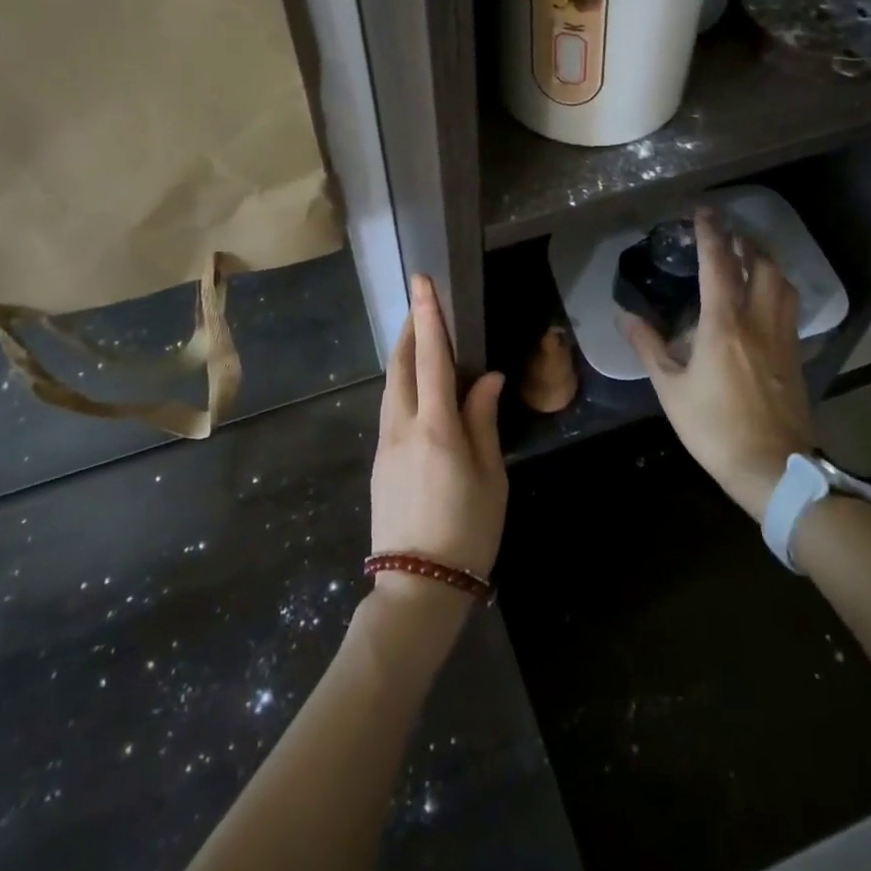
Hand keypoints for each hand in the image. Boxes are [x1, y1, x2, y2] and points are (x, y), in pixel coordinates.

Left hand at [370, 275, 507, 602]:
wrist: (417, 588)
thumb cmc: (468, 531)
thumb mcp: (491, 476)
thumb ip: (483, 421)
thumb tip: (487, 378)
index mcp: (436, 427)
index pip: (431, 358)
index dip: (428, 317)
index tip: (422, 282)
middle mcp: (403, 427)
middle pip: (400, 365)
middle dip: (408, 330)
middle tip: (421, 306)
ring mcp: (385, 445)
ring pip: (391, 387)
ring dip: (402, 357)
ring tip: (418, 340)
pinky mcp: (379, 462)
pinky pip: (390, 409)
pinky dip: (402, 386)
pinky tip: (417, 390)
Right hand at [623, 209, 813, 521]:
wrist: (773, 468)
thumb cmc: (714, 427)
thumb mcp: (670, 389)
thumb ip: (648, 347)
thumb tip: (624, 316)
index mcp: (724, 324)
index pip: (719, 265)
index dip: (711, 234)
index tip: (703, 212)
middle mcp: (758, 321)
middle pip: (761, 265)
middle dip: (745, 242)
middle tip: (727, 234)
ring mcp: (783, 337)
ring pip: (782, 283)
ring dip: (766, 262)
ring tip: (748, 257)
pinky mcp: (796, 355)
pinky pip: (789, 307)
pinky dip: (777, 288)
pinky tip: (765, 298)